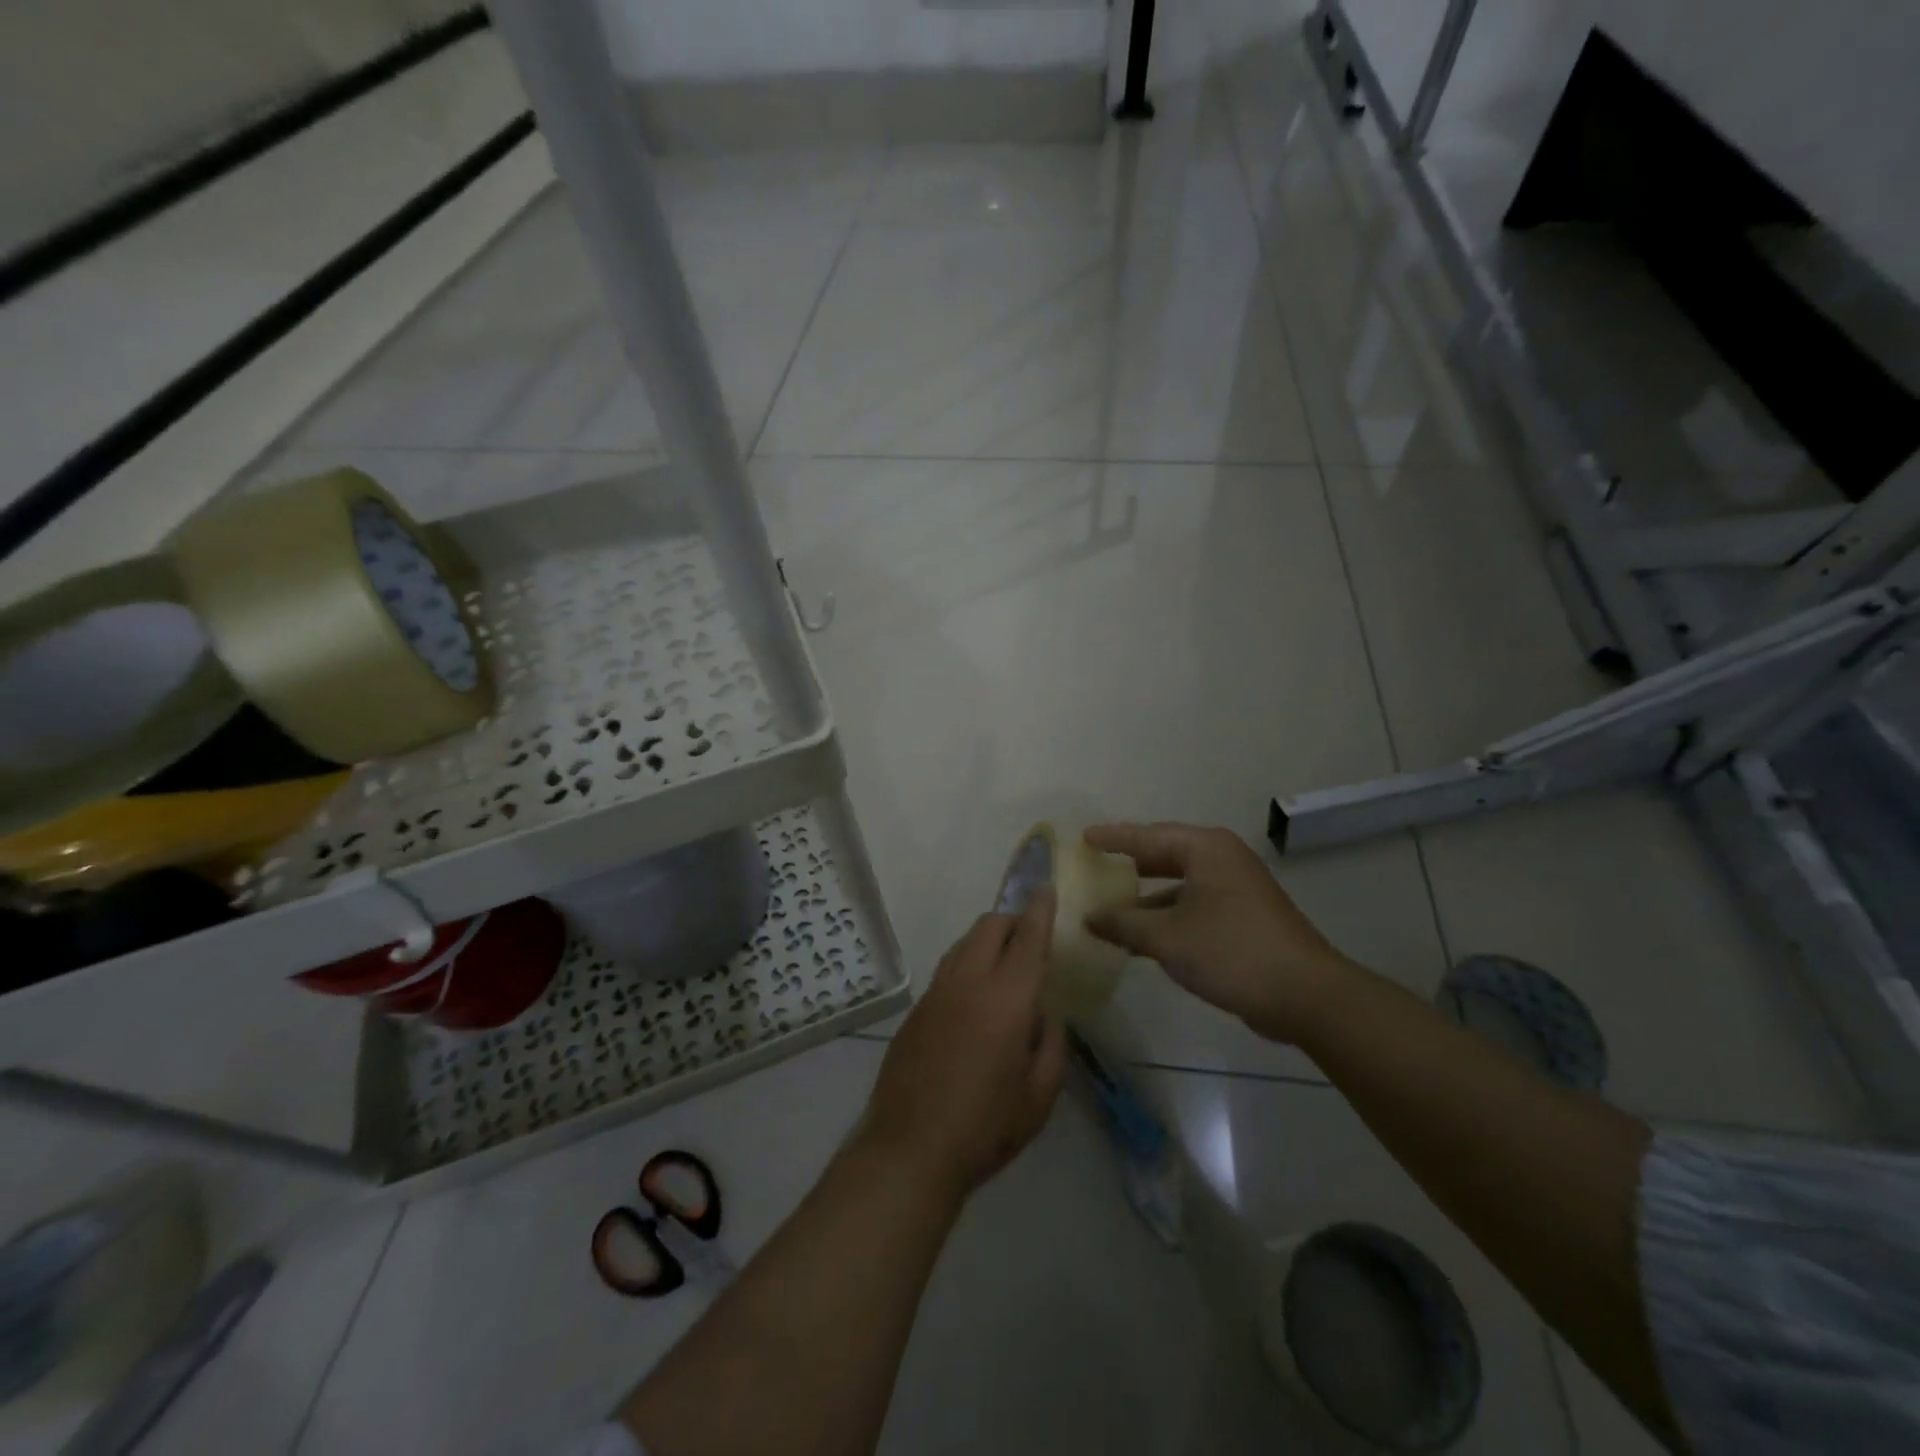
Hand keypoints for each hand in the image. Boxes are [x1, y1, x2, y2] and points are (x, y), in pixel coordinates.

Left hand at [861, 891, 1068, 1201]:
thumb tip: (1045, 1014)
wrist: (909, 1150)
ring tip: (1003, 970)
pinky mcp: (916, 1009)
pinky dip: (967, 966)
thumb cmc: (986, 1128)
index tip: (1045, 888)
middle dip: (1012, 921)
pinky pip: (947, 969)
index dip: (1039, 910)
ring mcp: (936, 992)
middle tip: (1029, 941)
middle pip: (989, 926)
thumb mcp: (1040, 1096)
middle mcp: (969, 982)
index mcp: (1007, 999)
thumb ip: (1051, 1044)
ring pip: (964, 943)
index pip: (1028, 938)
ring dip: (987, 941)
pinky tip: (973, 1002)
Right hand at [1084, 823, 1358, 1042]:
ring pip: (1179, 884)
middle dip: (1129, 864)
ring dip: (1146, 897)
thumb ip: (1123, 924)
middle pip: (1164, 855)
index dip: (1113, 838)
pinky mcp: (1243, 917)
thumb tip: (1090, 917)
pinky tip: (1142, 937)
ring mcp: (1236, 889)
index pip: (1147, 836)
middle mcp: (1222, 860)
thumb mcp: (1167, 937)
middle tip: (1094, 865)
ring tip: (1110, 906)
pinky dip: (1167, 916)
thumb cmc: (1231, 951)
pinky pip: (1193, 905)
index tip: (1083, 838)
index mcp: (1205, 849)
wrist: (1305, 995)